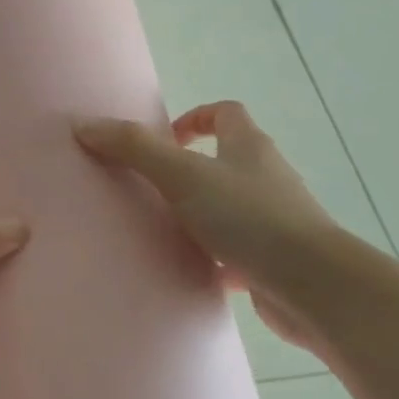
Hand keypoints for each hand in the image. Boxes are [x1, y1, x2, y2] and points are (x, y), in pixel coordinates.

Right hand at [74, 101, 336, 350]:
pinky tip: (191, 272)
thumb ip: (133, 149)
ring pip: (232, 208)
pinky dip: (215, 259)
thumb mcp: (182, 175)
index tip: (165, 139)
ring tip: (164, 230)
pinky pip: (238, 253)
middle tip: (153, 187)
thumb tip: (84, 125)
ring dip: (202, 215)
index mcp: (249, 148)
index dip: (196, 118)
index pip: (227, 113)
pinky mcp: (275, 261)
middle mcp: (267, 178)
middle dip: (192, 170)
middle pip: (229, 160)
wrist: (313, 286)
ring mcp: (275, 221)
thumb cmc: (248, 217)